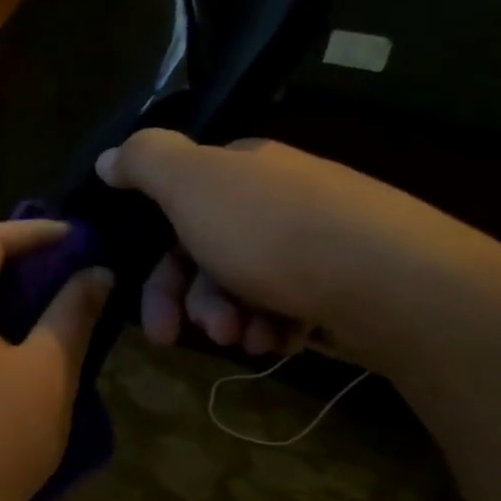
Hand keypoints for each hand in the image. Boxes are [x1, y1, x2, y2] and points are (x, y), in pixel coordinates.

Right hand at [96, 130, 488, 358]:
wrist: (392, 280)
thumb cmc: (273, 232)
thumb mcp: (191, 184)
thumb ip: (144, 162)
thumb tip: (108, 158)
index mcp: (241, 170)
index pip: (177, 215)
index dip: (157, 271)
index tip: (153, 322)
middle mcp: (276, 197)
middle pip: (208, 256)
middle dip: (194, 303)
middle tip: (193, 336)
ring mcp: (314, 239)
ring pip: (246, 286)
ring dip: (231, 319)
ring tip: (248, 341)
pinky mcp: (346, 279)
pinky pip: (290, 304)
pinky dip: (274, 326)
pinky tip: (280, 342)